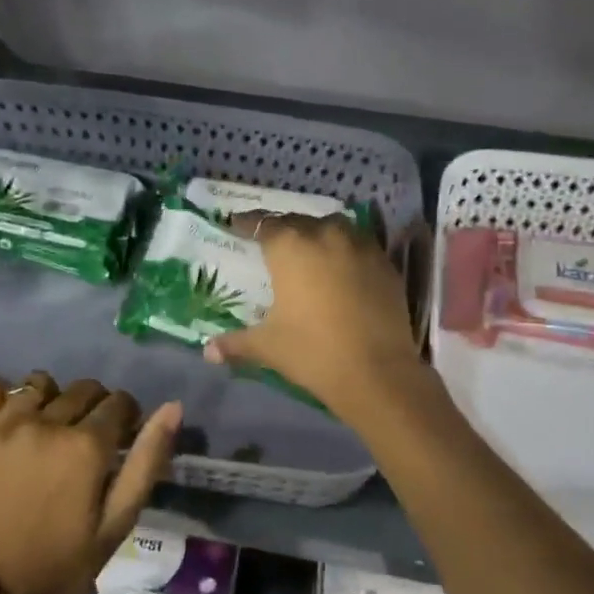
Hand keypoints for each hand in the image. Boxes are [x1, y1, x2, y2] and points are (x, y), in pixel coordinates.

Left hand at [0, 372, 181, 593]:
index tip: (120, 436)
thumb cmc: (63, 561)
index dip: (126, 416)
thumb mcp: (118, 521)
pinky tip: (10, 420)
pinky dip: (3, 396)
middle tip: (85, 440)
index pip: (119, 402)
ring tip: (47, 429)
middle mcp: (44, 424)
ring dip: (51, 400)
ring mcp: (1, 426)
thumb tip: (173, 407)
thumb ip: (147, 460)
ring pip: (38, 384)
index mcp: (85, 446)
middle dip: (94, 408)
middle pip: (82, 389)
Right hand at [202, 212, 426, 423]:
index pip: (262, 224)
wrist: (377, 372)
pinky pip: (359, 244)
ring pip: (333, 226)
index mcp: (290, 247)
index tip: (236, 225)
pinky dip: (346, 249)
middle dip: (282, 228)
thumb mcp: (268, 346)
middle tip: (272, 243)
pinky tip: (342, 267)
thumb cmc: (312, 352)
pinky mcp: (385, 263)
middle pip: (298, 221)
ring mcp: (360, 246)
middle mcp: (325, 235)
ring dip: (318, 232)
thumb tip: (208, 351)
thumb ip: (235, 343)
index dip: (246, 224)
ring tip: (310, 249)